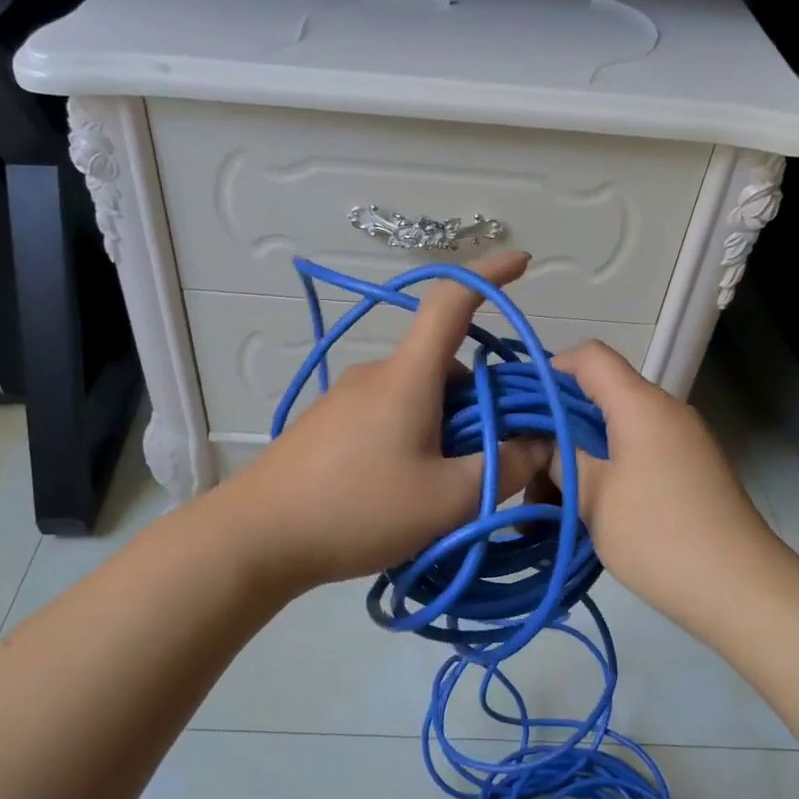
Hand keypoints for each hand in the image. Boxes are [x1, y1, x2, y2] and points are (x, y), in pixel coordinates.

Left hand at [218, 252, 550, 594]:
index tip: (523, 261)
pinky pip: (390, 415)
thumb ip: (504, 469)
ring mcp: (347, 399)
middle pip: (444, 366)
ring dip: (447, 425)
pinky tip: (406, 489)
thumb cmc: (358, 509)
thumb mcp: (448, 500)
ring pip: (418, 395)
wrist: (258, 536)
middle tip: (495, 457)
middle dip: (481, 400)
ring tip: (447, 487)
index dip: (491, 275)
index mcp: (408, 375)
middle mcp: (377, 374)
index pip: (453, 302)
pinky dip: (415, 436)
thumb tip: (540, 445)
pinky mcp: (329, 425)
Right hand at [548, 342, 783, 633]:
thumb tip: (543, 442)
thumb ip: (561, 459)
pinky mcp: (687, 471)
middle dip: (555, 426)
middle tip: (523, 467)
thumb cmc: (659, 535)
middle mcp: (664, 412)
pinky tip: (579, 510)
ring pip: (614, 432)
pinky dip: (603, 472)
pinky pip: (634, 455)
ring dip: (576, 457)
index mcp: (641, 405)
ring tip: (544, 504)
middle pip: (599, 396)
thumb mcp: (593, 497)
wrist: (741, 590)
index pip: (590, 357)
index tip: (519, 406)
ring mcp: (680, 442)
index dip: (550, 369)